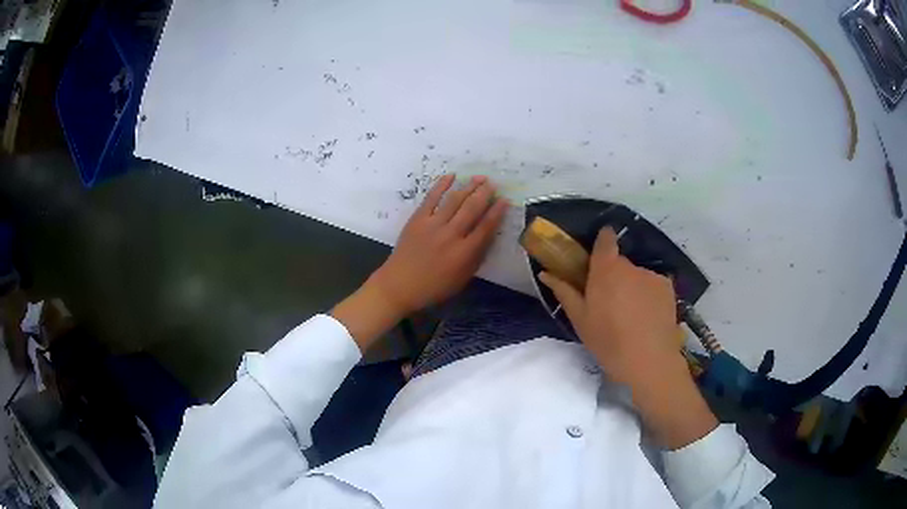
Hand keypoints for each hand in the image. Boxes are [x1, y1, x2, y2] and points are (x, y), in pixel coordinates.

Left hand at [332, 174, 507, 350]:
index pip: (486, 227)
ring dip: (469, 187)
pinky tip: (451, 176)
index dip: (497, 212)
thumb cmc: (434, 287)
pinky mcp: (417, 219)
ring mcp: (433, 225)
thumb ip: (477, 257)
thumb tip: (489, 236)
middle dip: (485, 194)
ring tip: (479, 177)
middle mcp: (451, 235)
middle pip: (472, 209)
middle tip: (494, 183)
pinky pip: (431, 198)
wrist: (399, 285)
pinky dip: (441, 185)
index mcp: (464, 253)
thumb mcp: (462, 279)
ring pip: (455, 200)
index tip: (505, 200)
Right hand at [538, 228, 679, 385]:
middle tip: (610, 302)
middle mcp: (630, 266)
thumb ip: (564, 292)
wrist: (648, 361)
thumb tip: (546, 273)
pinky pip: (653, 284)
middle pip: (620, 263)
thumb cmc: (608, 341)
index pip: (605, 239)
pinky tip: (646, 316)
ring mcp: (651, 275)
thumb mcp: (580, 320)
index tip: (599, 252)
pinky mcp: (667, 287)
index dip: (603, 240)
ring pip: (637, 275)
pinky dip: (648, 295)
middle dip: (614, 276)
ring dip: (632, 286)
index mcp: (606, 270)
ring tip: (631, 314)